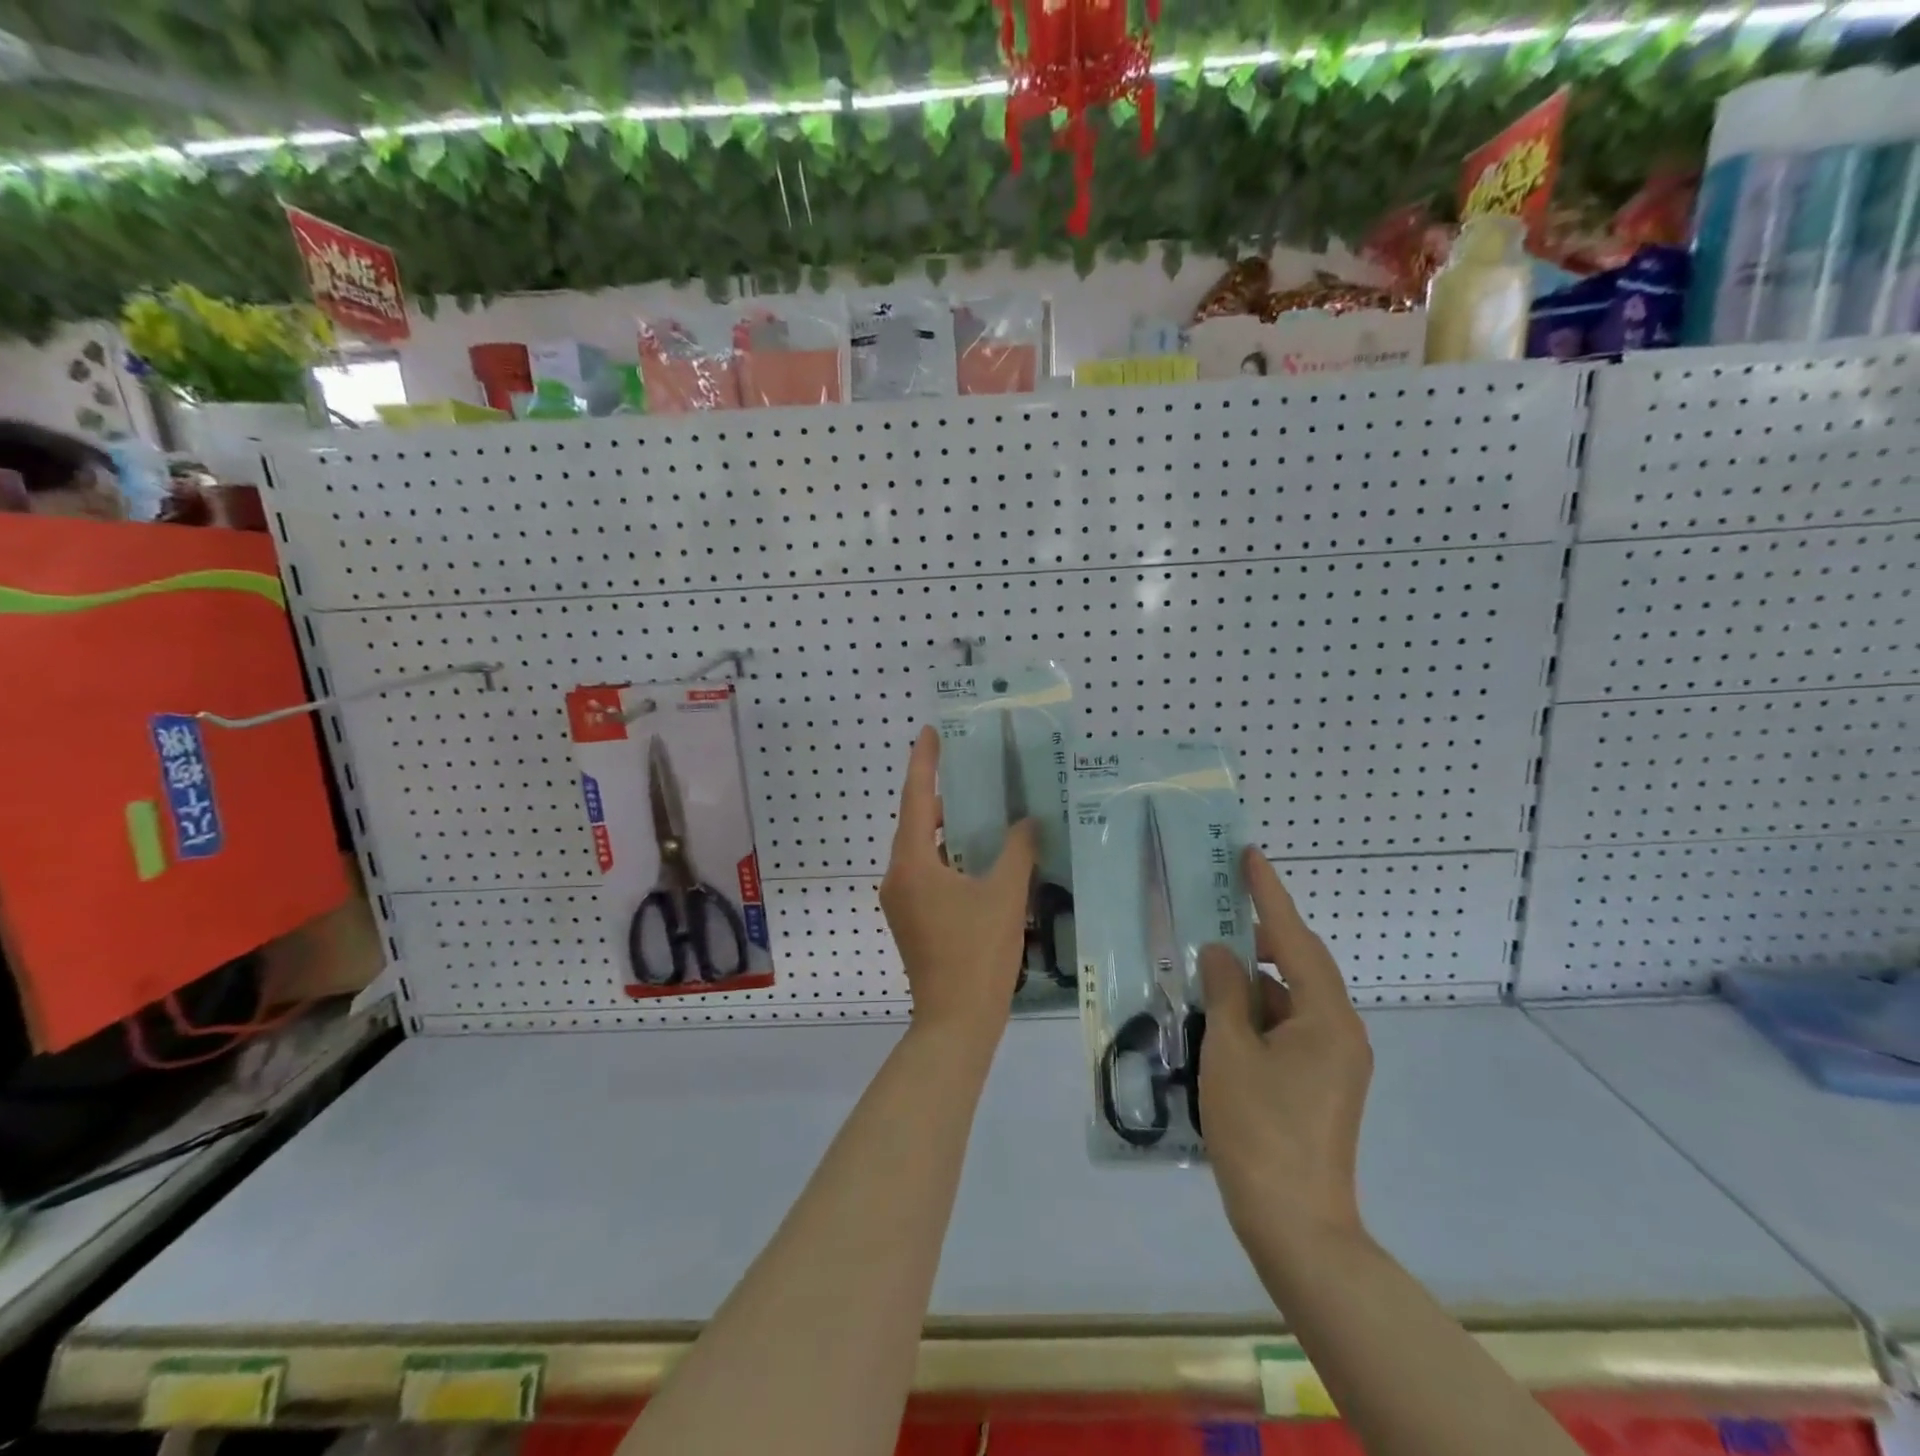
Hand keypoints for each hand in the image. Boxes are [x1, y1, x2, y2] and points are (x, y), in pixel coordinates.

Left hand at [879, 726, 1036, 1038]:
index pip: (916, 799)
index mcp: (912, 863)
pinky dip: (949, 858)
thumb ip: (1017, 850)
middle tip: (971, 769)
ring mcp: (901, 901)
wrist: (955, 1021)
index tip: (930, 732)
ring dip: (948, 831)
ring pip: (923, 851)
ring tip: (982, 809)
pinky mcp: (912, 920)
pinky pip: (927, 873)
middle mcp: (898, 876)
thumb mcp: (1004, 894)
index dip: (923, 762)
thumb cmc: (977, 953)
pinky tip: (980, 857)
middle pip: (917, 824)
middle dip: (942, 795)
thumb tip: (1027, 821)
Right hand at [1198, 848, 1372, 1254]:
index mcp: (1326, 1017)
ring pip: (1289, 997)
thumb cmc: (1260, 1129)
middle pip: (1298, 964)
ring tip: (1207, 966)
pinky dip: (1256, 1012)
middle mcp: (1339, 1030)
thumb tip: (1221, 952)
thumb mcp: (1231, 1051)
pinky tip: (1220, 1015)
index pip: (1293, 938)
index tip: (1249, 855)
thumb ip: (1226, 992)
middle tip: (1219, 907)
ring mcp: (1333, 1059)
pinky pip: (1287, 1026)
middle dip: (1260, 934)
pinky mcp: (1320, 1081)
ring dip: (1252, 980)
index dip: (1269, 894)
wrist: (1296, 1225)